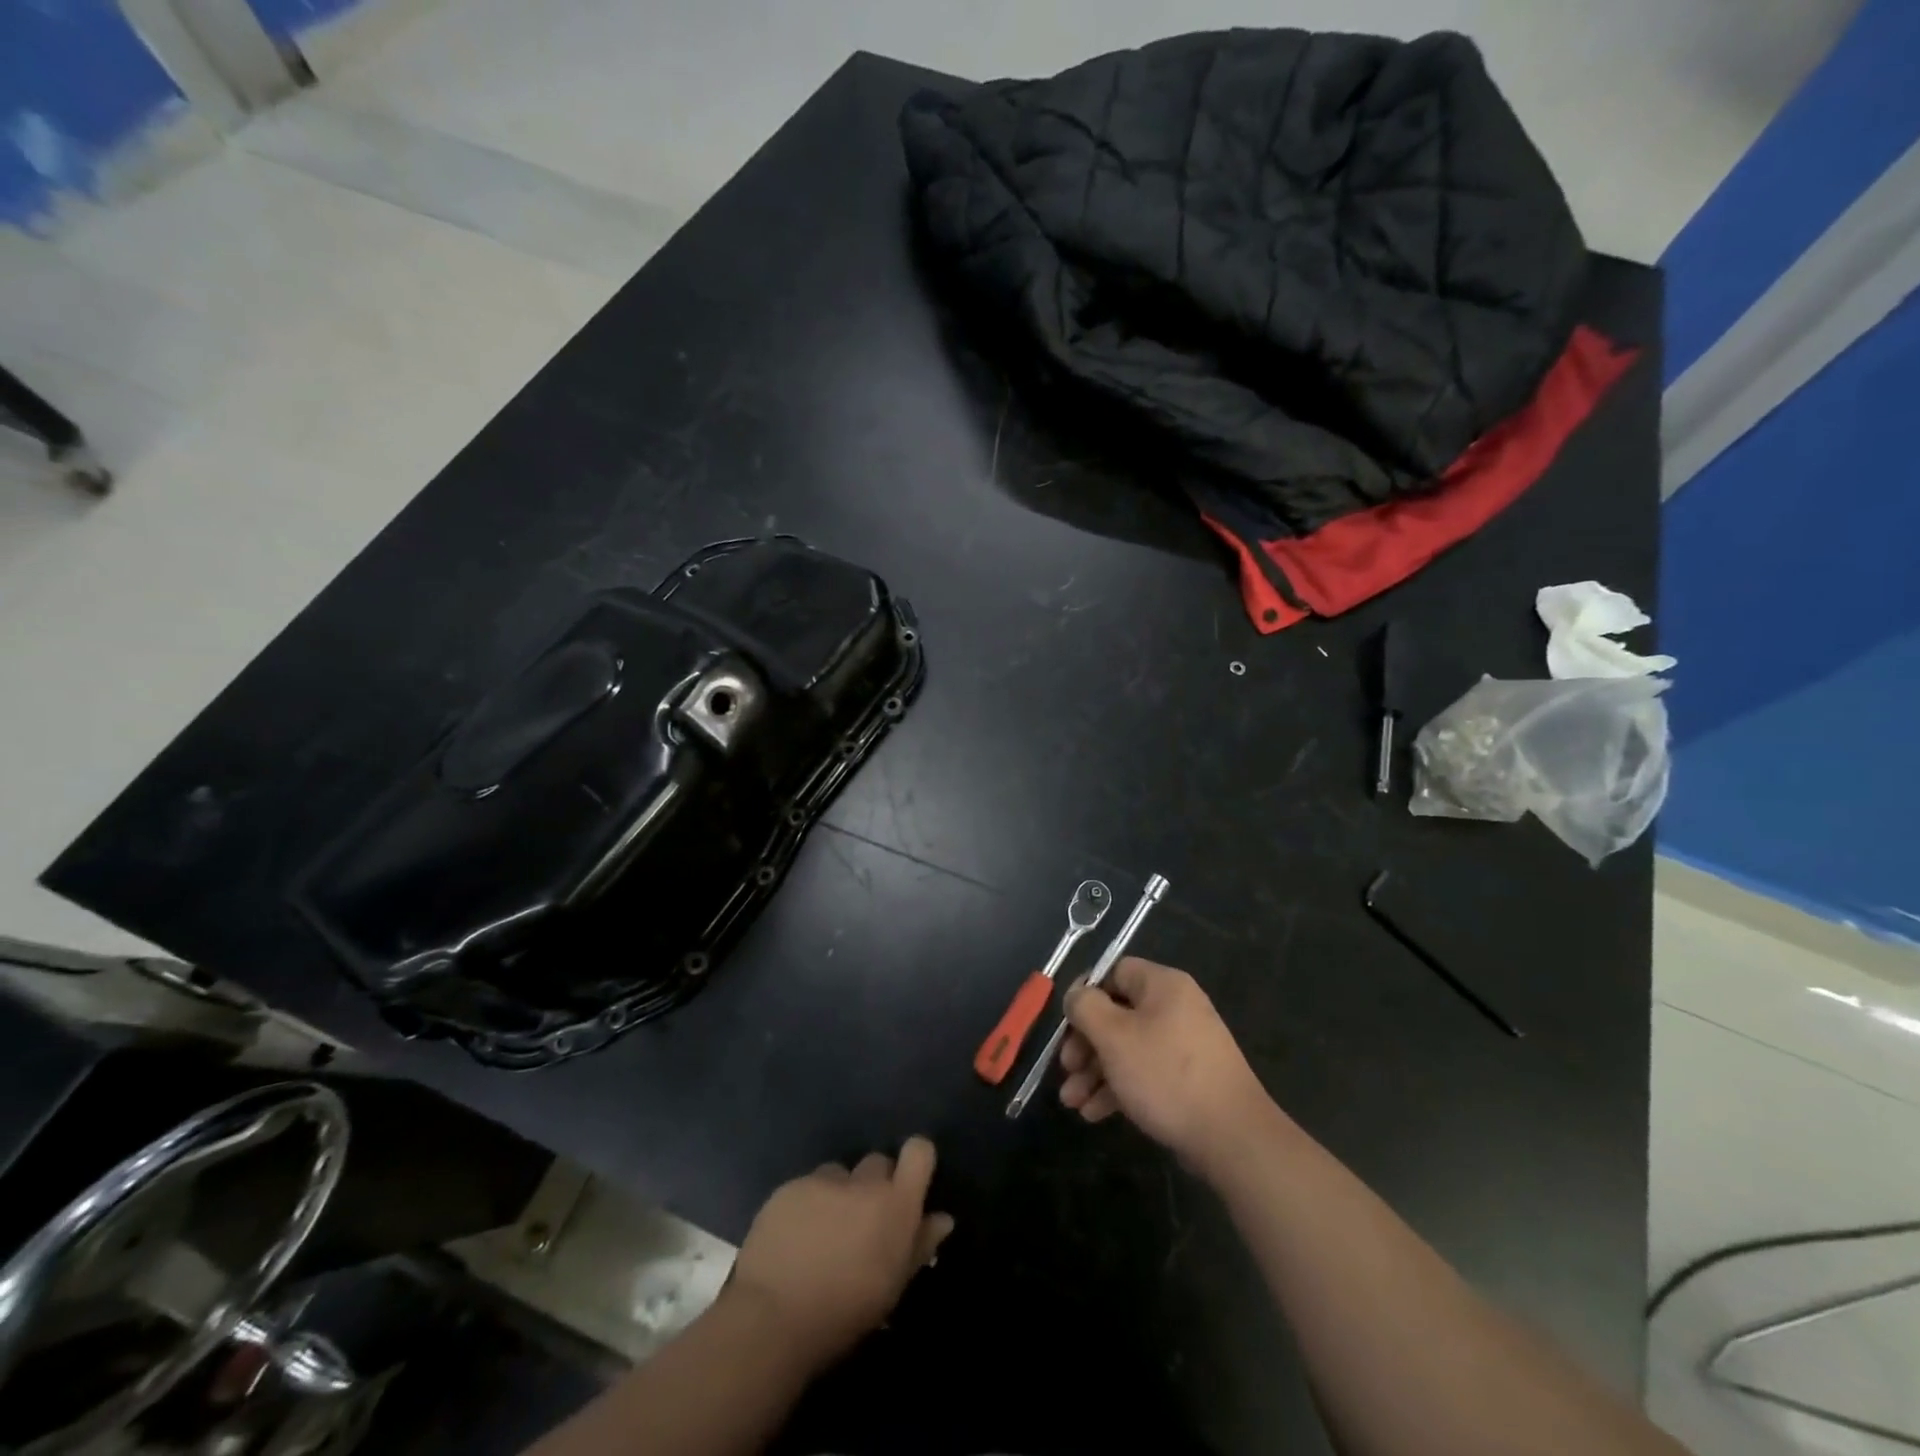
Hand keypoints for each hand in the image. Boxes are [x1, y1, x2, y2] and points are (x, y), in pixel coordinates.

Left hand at [725, 1136, 953, 1370]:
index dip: (916, 1160)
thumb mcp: (892, 1287)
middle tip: (861, 1222)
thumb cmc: (844, 1313)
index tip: (909, 1183)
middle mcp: (863, 1181)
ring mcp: (823, 1180)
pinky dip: (805, 1204)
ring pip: (839, 1174)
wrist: (773, 1319)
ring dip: (837, 1193)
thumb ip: (919, 1245)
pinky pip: (806, 1186)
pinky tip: (793, 1238)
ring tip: (822, 1232)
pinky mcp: (789, 1187)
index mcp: (895, 1203)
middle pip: (877, 1163)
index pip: (919, 1151)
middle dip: (873, 1185)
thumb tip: (943, 1218)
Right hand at [1060, 958, 1275, 1176]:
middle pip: (1117, 1014)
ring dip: (1095, 1072)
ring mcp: (1183, 1046)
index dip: (1085, 994)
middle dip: (1085, 1044)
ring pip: (1127, 1048)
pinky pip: (1144, 1073)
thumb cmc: (1166, 1075)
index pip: (1114, 972)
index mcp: (1163, 986)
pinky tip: (1094, 1114)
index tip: (1065, 1024)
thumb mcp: (1114, 1036)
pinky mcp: (1187, 1080)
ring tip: (1071, 1102)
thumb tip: (1076, 995)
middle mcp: (1175, 1008)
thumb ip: (1086, 1007)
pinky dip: (1118, 1089)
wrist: (1232, 1138)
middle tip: (1066, 1069)